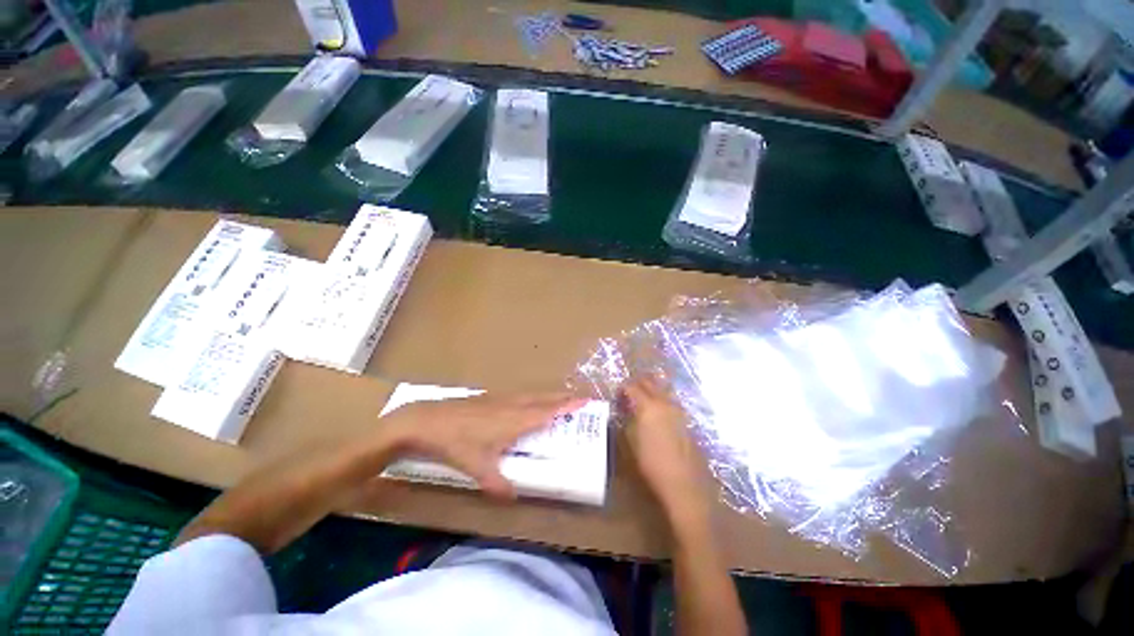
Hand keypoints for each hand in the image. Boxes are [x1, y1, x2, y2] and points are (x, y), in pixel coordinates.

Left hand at [381, 392, 583, 498]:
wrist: (420, 421)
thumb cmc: (453, 443)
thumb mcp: (477, 469)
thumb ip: (498, 485)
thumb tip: (513, 498)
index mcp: (512, 420)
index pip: (546, 412)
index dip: (566, 406)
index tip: (586, 401)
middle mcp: (506, 406)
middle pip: (538, 398)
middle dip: (558, 398)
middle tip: (576, 399)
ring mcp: (491, 399)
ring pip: (524, 395)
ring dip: (541, 396)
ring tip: (552, 400)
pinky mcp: (478, 399)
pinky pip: (509, 396)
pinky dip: (522, 398)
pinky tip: (515, 404)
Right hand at [623, 377, 710, 519]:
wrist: (682, 479)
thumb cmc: (651, 464)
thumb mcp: (630, 444)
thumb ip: (627, 423)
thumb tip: (625, 413)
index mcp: (648, 407)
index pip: (633, 387)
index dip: (623, 389)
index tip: (616, 397)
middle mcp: (665, 403)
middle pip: (651, 382)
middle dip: (639, 384)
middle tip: (628, 394)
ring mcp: (679, 410)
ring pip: (664, 390)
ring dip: (653, 391)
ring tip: (642, 403)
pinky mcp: (686, 420)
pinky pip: (672, 402)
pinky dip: (662, 402)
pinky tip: (658, 416)